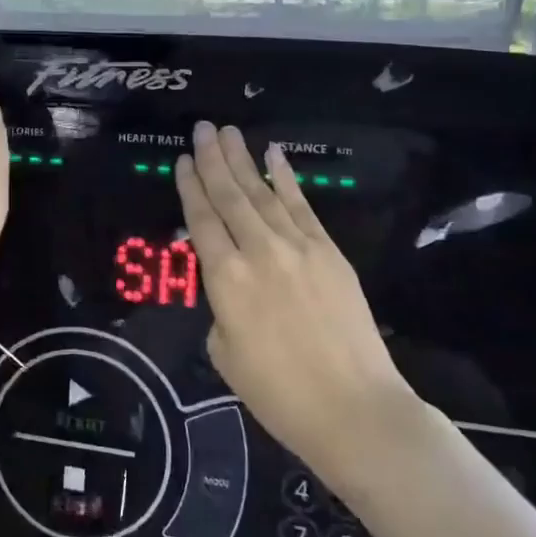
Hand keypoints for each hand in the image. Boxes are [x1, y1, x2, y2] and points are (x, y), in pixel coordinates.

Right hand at [175, 122, 419, 478]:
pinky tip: (274, 155)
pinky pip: (301, 206)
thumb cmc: (279, 394)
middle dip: (212, 159)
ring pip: (262, 193)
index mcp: (225, 280)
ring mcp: (297, 247)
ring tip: (229, 132)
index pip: (202, 220)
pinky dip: (286, 178)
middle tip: (203, 128)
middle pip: (229, 195)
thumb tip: (231, 286)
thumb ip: (220, 308)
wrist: (354, 408)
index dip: (190, 187)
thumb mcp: (225, 353)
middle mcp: (258, 251)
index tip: (182, 160)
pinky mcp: (328, 251)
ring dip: (243, 160)